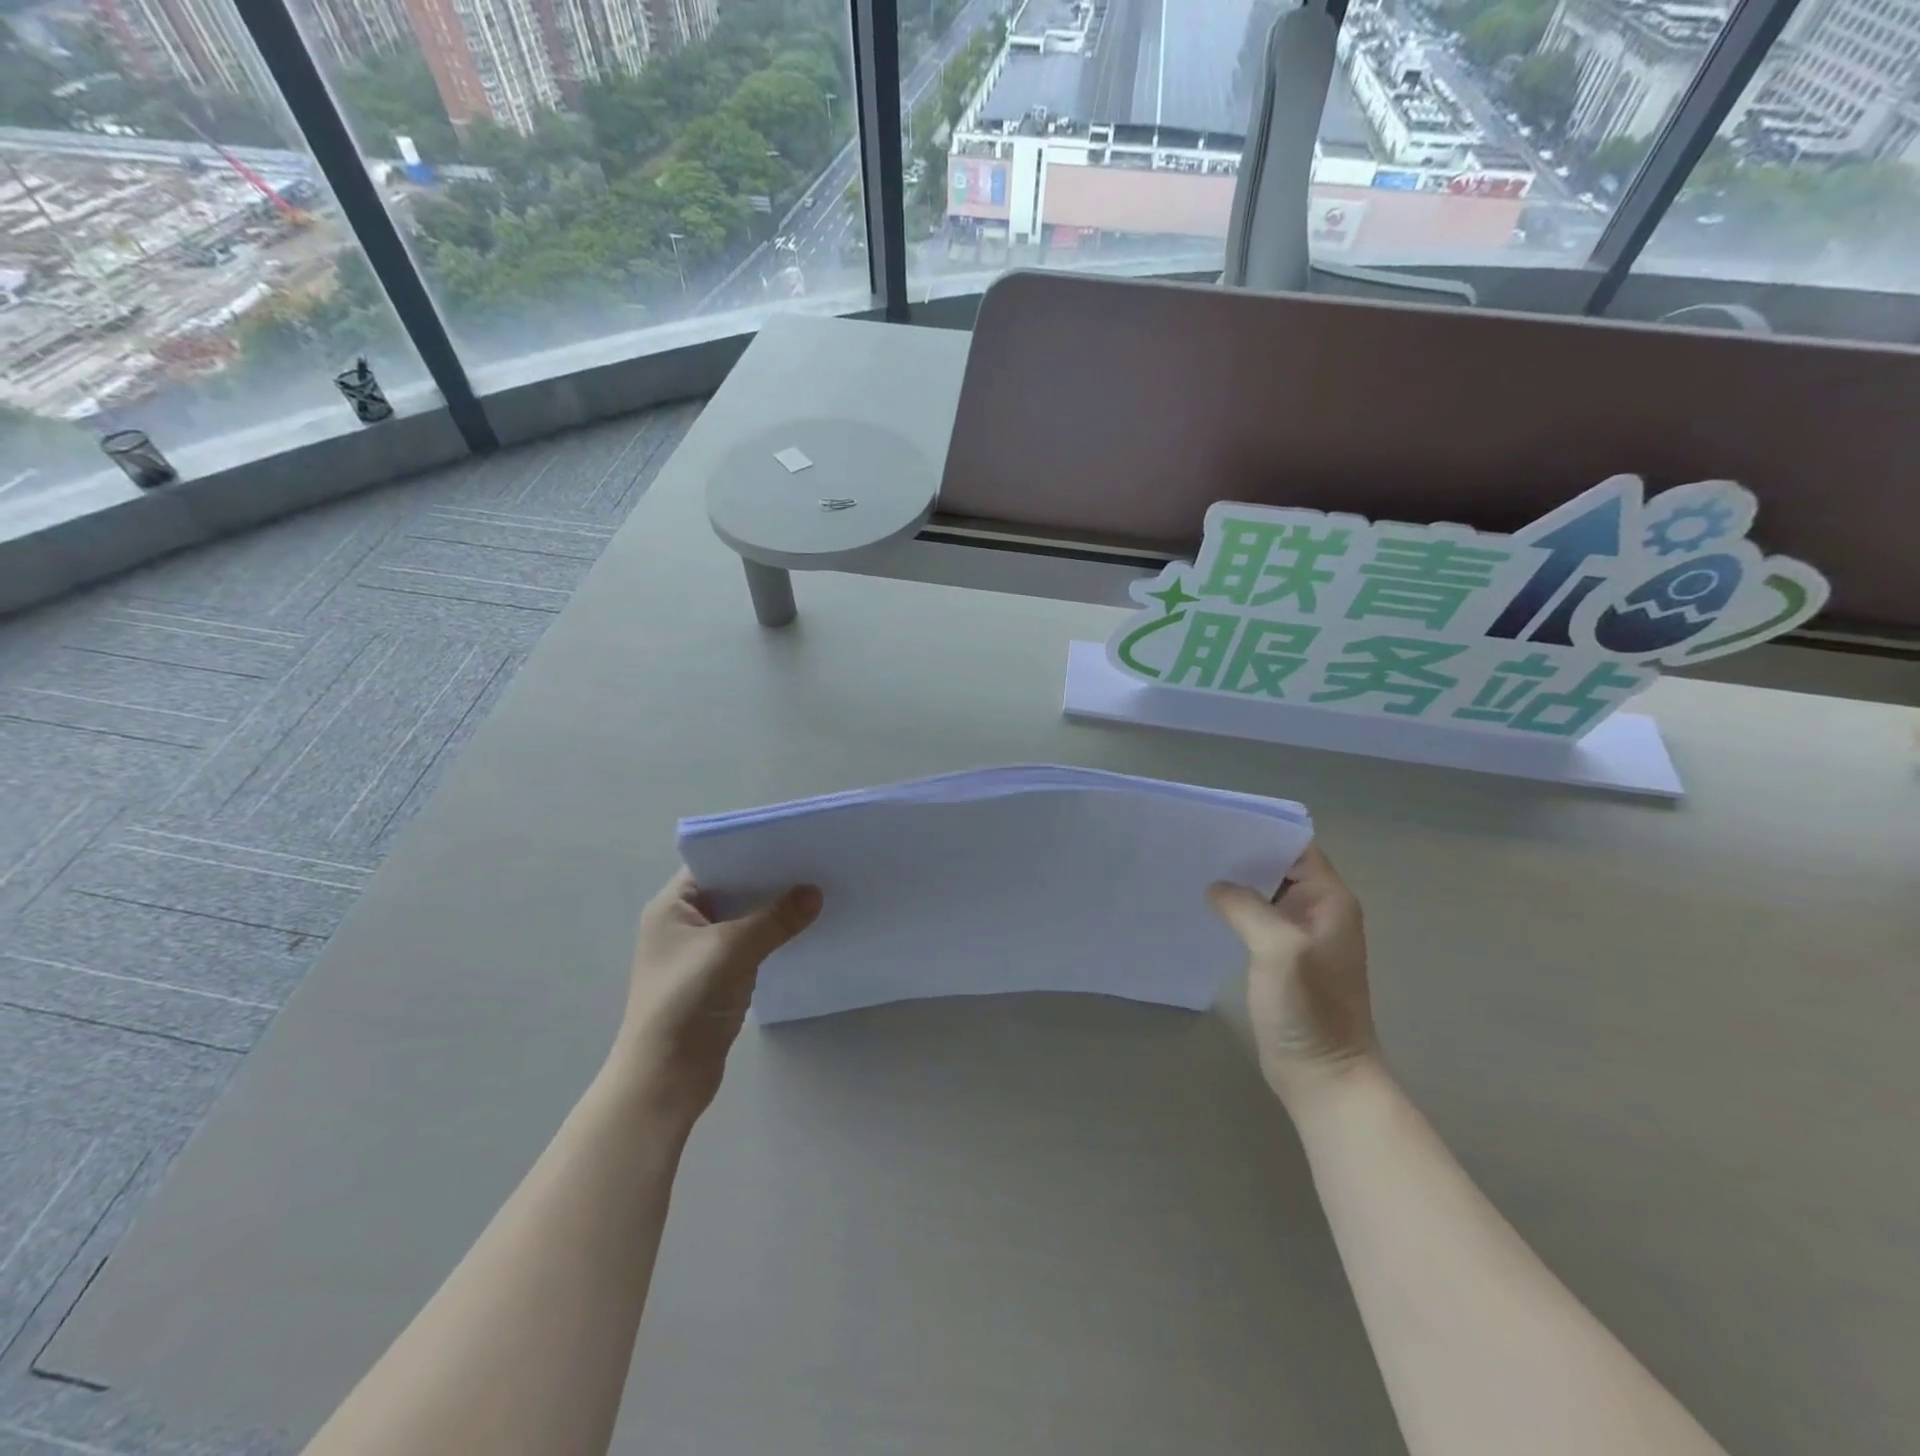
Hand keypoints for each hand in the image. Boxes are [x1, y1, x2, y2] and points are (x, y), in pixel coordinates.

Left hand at [612, 868, 821, 1121]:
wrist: (664, 1078)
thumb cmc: (685, 1001)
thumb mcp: (732, 950)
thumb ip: (775, 919)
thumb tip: (815, 893)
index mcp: (671, 907)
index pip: (713, 864)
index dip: (749, 852)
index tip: (791, 843)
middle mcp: (682, 924)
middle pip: (731, 890)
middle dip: (769, 881)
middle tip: (813, 865)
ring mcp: (699, 952)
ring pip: (743, 919)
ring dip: (772, 911)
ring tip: (816, 892)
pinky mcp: (716, 978)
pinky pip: (749, 945)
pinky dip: (771, 937)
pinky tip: (802, 930)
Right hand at [1208, 845, 1375, 1106]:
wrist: (1324, 1075)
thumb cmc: (1309, 1009)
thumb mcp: (1277, 948)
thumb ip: (1245, 907)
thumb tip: (1216, 887)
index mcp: (1330, 901)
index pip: (1296, 848)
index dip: (1262, 833)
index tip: (1220, 827)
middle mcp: (1319, 911)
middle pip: (1279, 868)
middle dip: (1242, 856)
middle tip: (1197, 846)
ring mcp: (1301, 936)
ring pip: (1266, 894)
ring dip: (1237, 884)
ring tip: (1194, 871)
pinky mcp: (1284, 959)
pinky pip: (1257, 920)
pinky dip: (1235, 910)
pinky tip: (1206, 909)